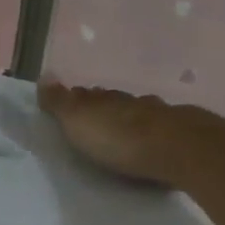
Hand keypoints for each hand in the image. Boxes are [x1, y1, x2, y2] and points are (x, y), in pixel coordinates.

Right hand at [38, 81, 205, 184]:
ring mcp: (159, 117)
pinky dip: (154, 134)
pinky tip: (154, 141)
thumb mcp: (79, 120)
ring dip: (131, 121)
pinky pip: (162, 131)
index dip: (78, 99)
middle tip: (96, 120)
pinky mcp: (181, 136)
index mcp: (105, 99)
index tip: (71, 104)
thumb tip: (43, 74)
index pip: (87, 95)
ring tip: (124, 133)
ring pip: (140, 114)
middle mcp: (132, 103)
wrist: (178, 150)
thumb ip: (60, 102)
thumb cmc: (120, 138)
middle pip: (115, 103)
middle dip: (105, 109)